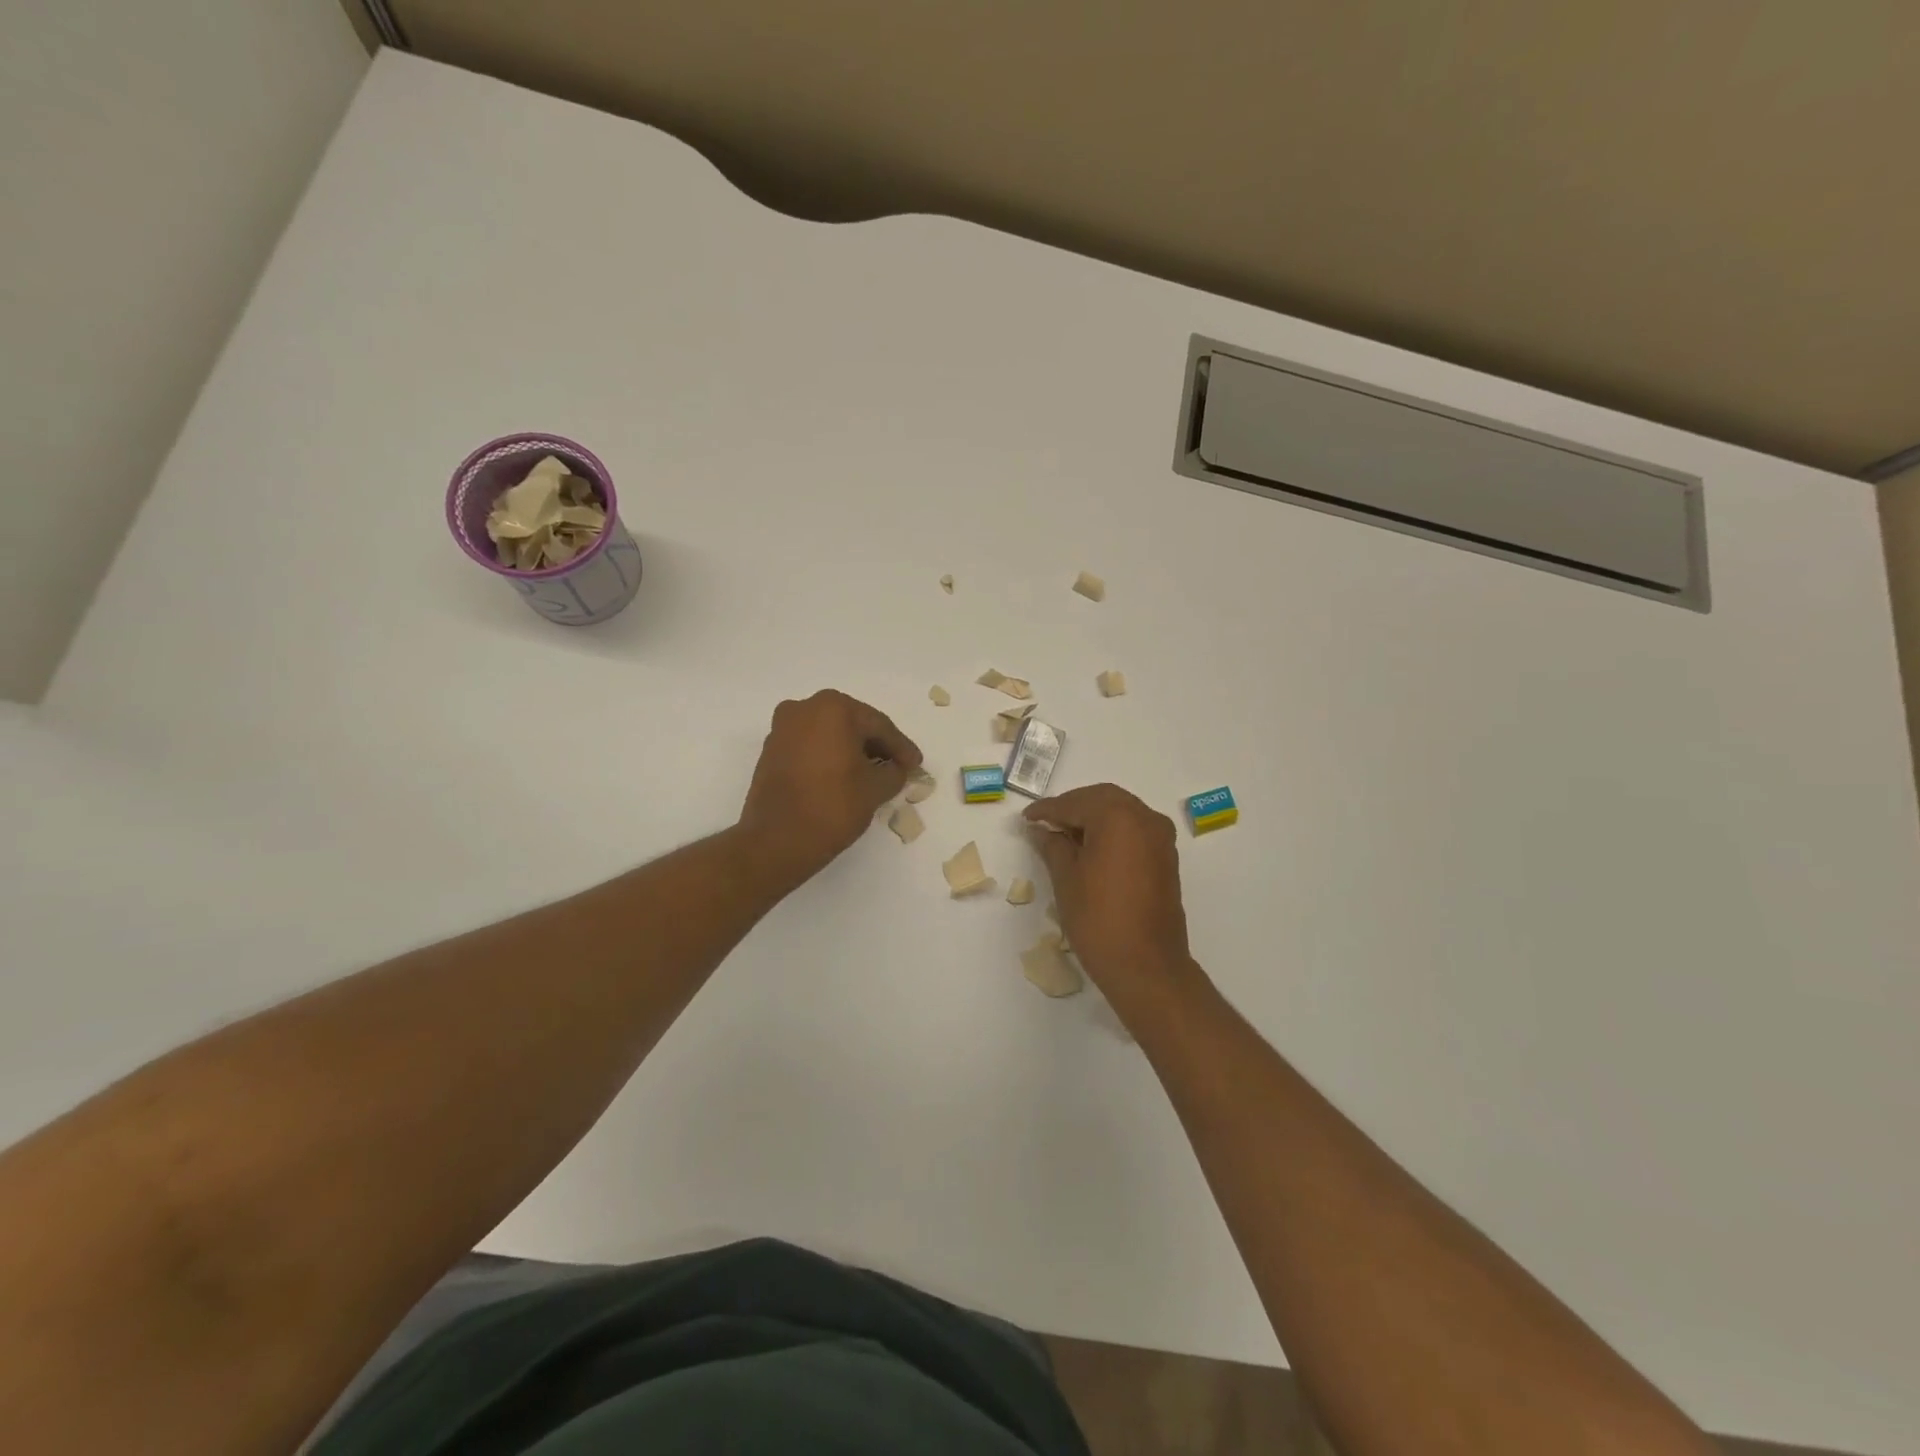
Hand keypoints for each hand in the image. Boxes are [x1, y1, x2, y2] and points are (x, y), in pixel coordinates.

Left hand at [737, 690, 922, 888]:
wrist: (777, 841)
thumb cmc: (833, 806)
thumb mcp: (876, 789)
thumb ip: (894, 772)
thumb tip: (896, 768)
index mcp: (833, 708)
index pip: (878, 725)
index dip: (901, 747)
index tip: (916, 764)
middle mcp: (804, 709)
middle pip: (852, 725)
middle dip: (876, 745)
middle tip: (898, 766)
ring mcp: (783, 729)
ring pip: (829, 735)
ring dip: (852, 751)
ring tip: (873, 774)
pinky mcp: (771, 751)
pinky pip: (810, 747)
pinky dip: (829, 757)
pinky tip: (844, 777)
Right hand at [1024, 784, 1193, 1004]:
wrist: (1147, 967)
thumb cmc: (1099, 919)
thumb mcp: (1066, 879)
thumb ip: (1052, 846)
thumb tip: (1041, 830)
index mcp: (1119, 817)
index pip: (1076, 803)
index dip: (1047, 810)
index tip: (1026, 818)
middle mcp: (1145, 818)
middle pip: (1102, 799)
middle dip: (1072, 808)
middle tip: (1045, 824)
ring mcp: (1161, 838)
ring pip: (1121, 813)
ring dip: (1093, 818)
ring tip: (1064, 837)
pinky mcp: (1166, 858)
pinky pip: (1134, 830)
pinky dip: (1111, 831)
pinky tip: (1090, 849)